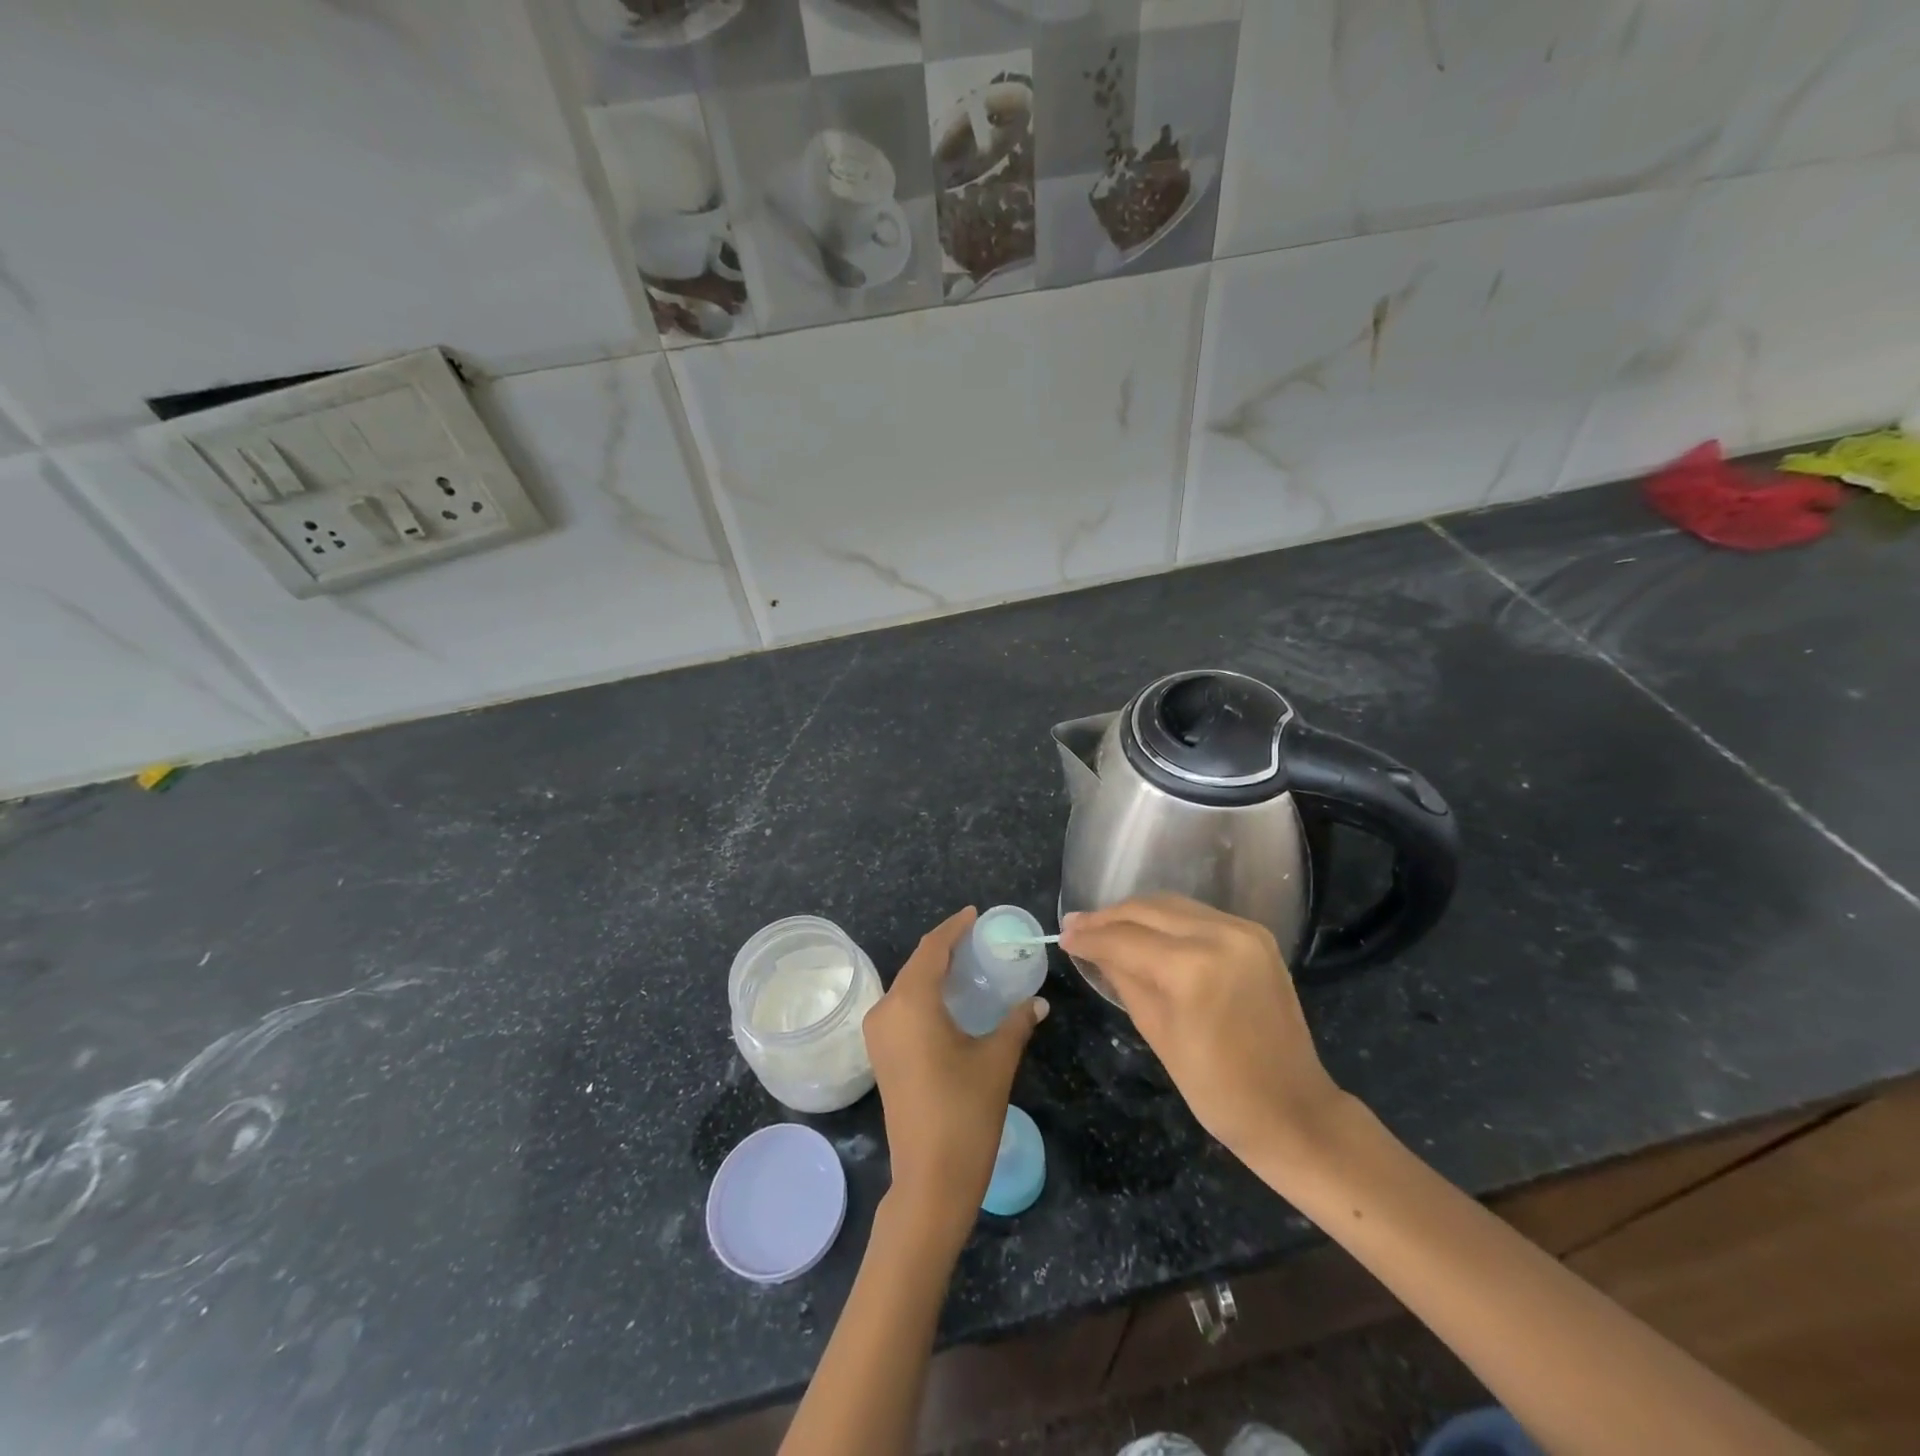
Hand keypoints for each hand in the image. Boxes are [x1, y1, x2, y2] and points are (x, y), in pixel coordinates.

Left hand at [862, 908, 1047, 1247]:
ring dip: (934, 972)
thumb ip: (1016, 1022)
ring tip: (968, 964)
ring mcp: (879, 1035)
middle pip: (917, 965)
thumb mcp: (997, 1060)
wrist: (929, 1180)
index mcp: (911, 1002)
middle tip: (979, 939)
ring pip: (908, 987)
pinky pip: (903, 1008)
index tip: (975, 914)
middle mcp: (886, 1010)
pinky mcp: (881, 1055)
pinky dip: (925, 995)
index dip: (954, 928)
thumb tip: (1037, 1002)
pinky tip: (950, 1000)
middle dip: (945, 948)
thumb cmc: (964, 1113)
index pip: (932, 949)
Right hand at [1059, 895, 1343, 1163]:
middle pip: (1147, 910)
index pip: (1125, 939)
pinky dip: (1165, 919)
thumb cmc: (1217, 1089)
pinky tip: (1145, 931)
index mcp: (1193, 969)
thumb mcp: (1157, 1033)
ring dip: (1135, 913)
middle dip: (1108, 917)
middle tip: (1076, 925)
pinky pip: (1197, 915)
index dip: (1090, 936)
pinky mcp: (1256, 934)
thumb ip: (1122, 978)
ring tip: (1104, 926)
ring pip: (1171, 905)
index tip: (1063, 936)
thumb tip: (1090, 947)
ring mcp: (1243, 931)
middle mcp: (1220, 935)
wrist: (1293, 1109)